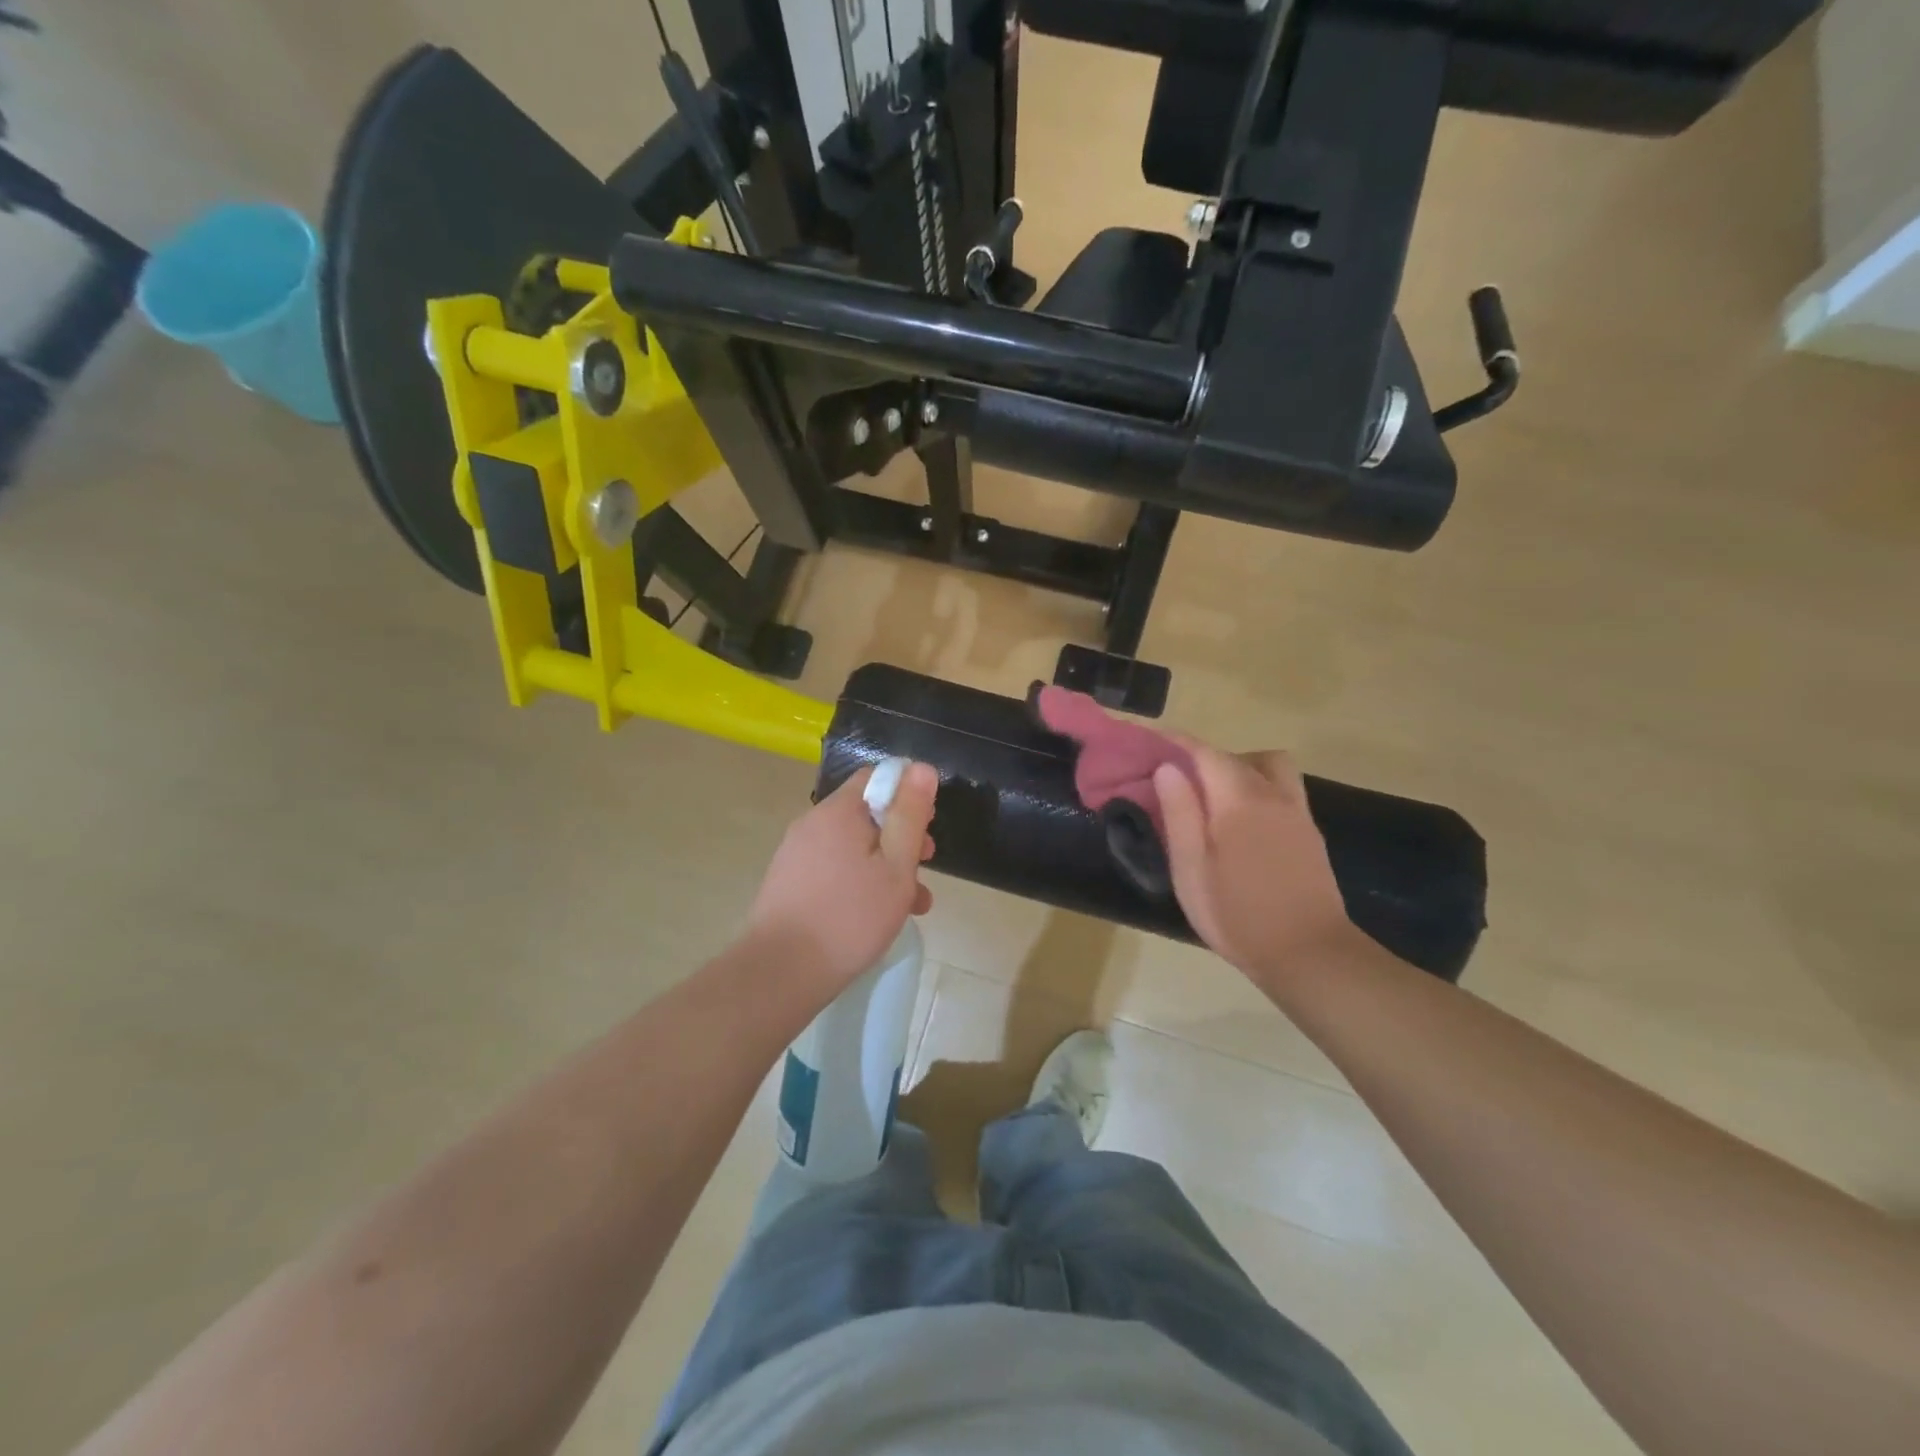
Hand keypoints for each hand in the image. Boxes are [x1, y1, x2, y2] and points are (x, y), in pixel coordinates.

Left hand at [744, 762, 938, 997]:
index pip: (876, 778)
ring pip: (853, 847)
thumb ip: (909, 815)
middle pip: (866, 814)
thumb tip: (921, 767)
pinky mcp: (789, 883)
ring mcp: (796, 854)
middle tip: (926, 867)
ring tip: (912, 904)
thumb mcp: (896, 866)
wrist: (780, 972)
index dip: (908, 794)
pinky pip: (834, 869)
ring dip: (886, 866)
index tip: (928, 825)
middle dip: (901, 837)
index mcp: (838, 811)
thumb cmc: (850, 917)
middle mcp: (812, 824)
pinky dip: (860, 882)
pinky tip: (877, 916)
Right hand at [1154, 745, 1353, 983]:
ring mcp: (1297, 812)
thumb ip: (1180, 812)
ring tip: (1214, 797)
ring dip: (1240, 768)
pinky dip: (1258, 787)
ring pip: (1269, 766)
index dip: (1176, 743)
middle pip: (1237, 755)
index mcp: (1239, 799)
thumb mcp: (1191, 868)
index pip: (1204, 753)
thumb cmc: (1238, 914)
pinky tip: (1242, 821)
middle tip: (1178, 781)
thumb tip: (1168, 768)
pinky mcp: (1310, 832)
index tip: (1151, 743)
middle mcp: (1273, 794)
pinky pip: (1282, 789)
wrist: (1309, 954)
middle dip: (1204, 757)